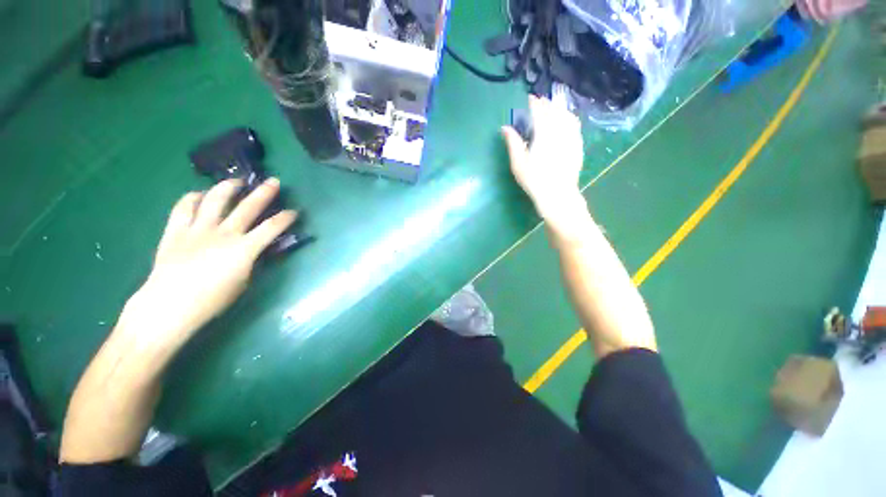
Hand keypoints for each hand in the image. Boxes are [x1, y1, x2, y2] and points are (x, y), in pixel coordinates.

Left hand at [118, 178, 296, 350]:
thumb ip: (249, 260)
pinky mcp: (175, 230)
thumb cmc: (212, 300)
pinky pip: (183, 207)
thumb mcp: (242, 281)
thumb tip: (252, 248)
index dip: (285, 218)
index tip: (294, 211)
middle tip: (274, 182)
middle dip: (264, 193)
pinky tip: (199, 195)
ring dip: (228, 187)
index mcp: (244, 249)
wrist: (169, 305)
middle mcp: (223, 233)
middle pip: (248, 207)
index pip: (272, 228)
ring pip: (215, 200)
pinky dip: (192, 198)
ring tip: (236, 181)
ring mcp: (197, 229)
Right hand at [501, 95, 584, 223]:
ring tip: (553, 108)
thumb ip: (513, 143)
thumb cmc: (534, 179)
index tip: (530, 98)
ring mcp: (571, 137)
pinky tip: (567, 121)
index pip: (540, 112)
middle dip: (547, 104)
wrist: (558, 194)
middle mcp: (559, 131)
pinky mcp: (578, 146)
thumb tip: (505, 127)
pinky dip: (569, 118)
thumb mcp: (518, 163)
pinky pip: (575, 126)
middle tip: (541, 102)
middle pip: (554, 111)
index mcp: (543, 133)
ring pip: (567, 116)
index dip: (535, 103)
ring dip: (559, 109)